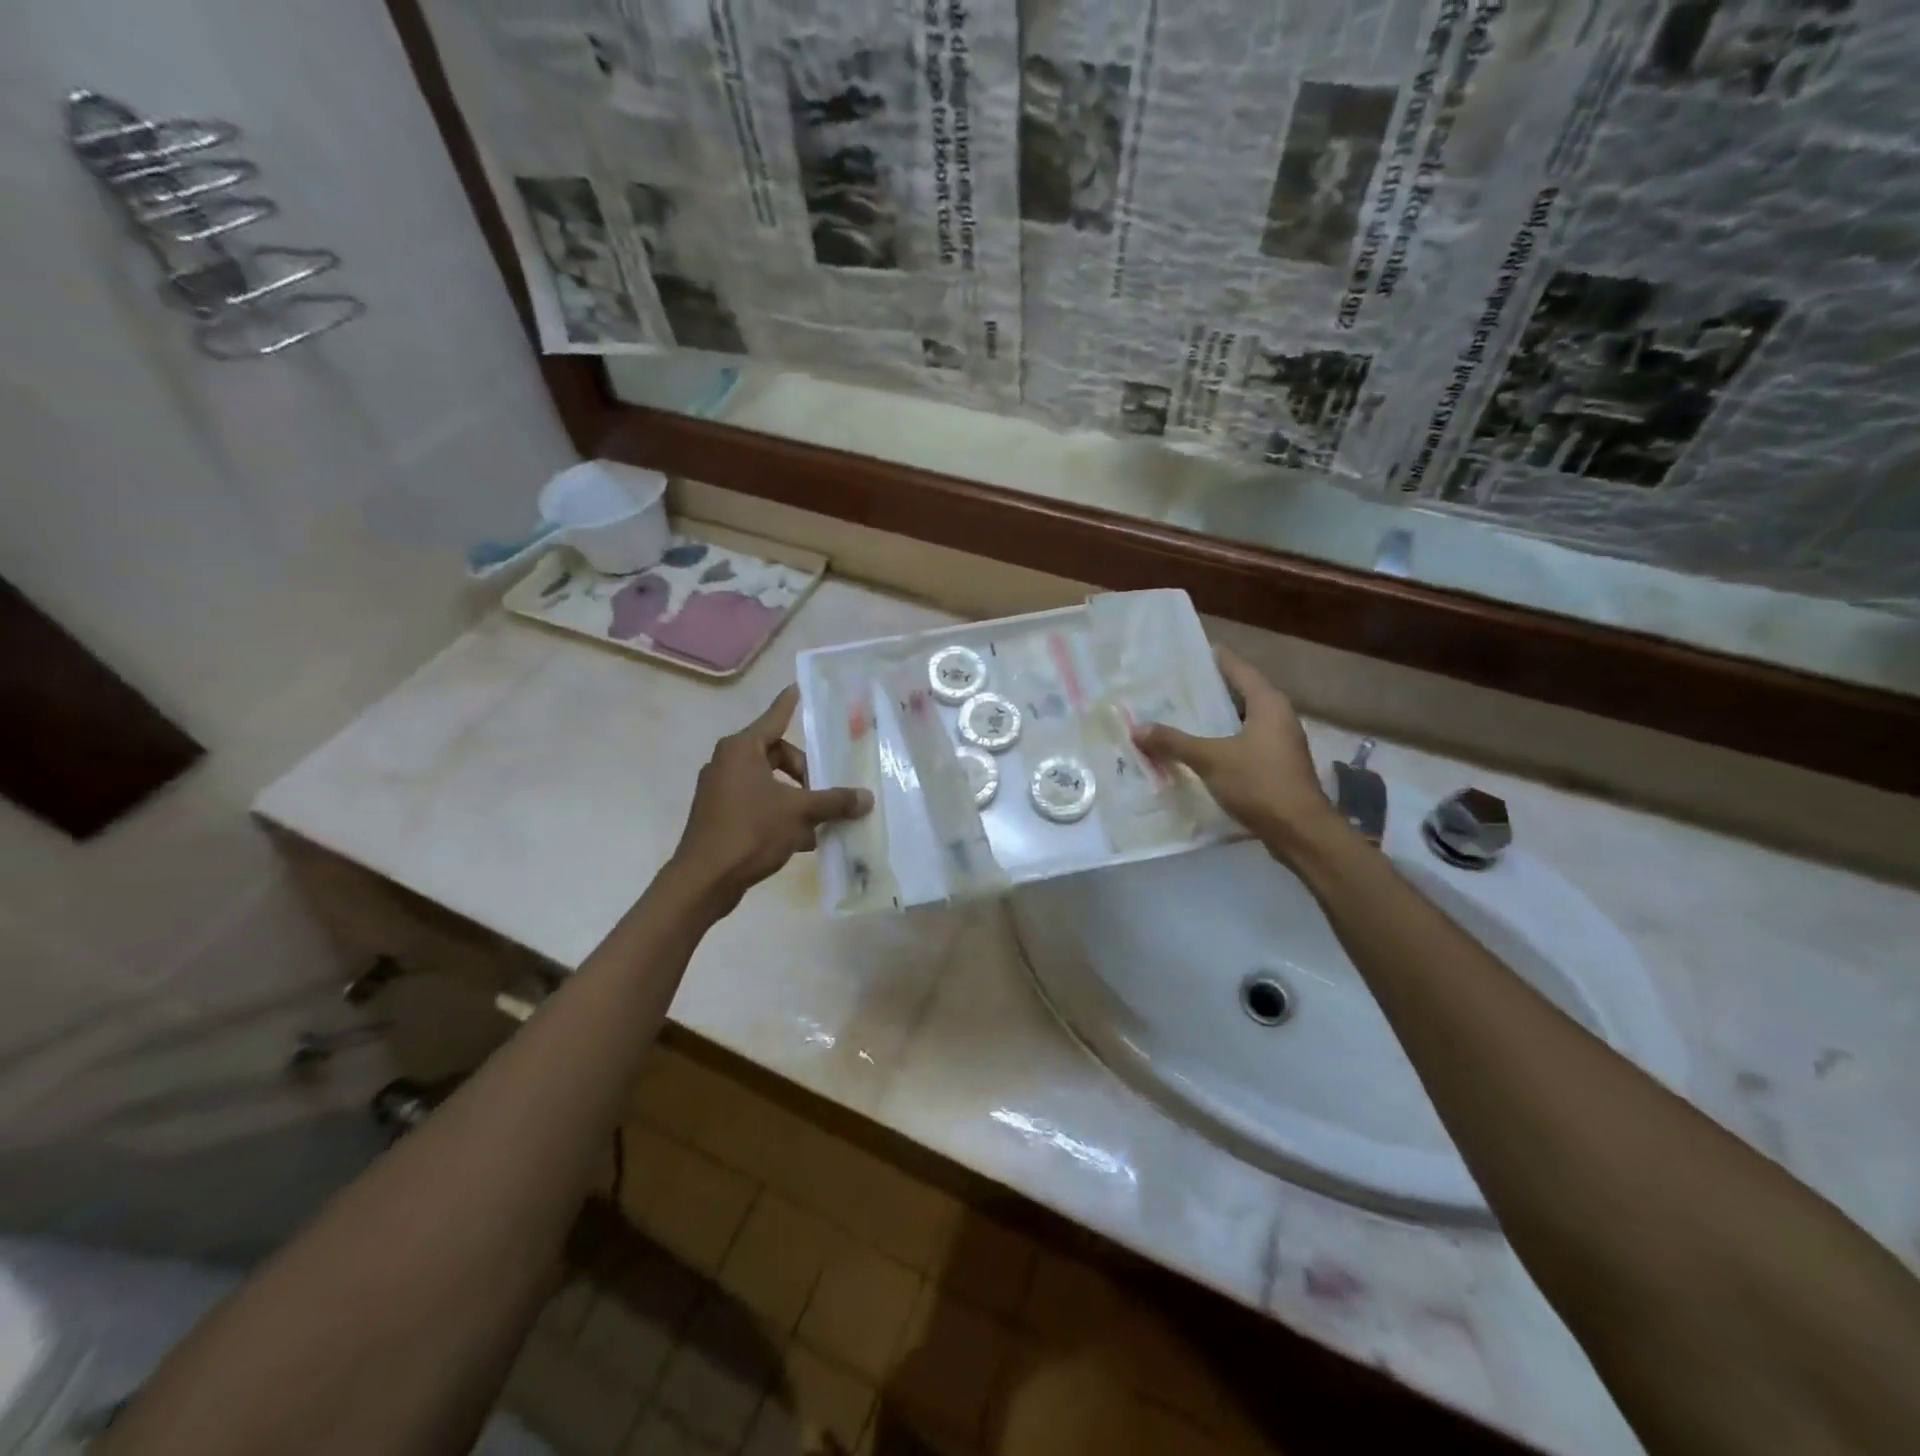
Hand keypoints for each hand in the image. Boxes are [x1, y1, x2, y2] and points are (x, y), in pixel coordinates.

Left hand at [668, 686, 871, 912]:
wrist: (704, 879)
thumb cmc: (751, 832)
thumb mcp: (799, 813)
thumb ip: (834, 801)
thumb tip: (866, 798)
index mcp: (741, 749)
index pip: (774, 718)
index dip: (789, 704)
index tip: (797, 687)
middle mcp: (727, 762)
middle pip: (776, 755)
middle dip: (804, 773)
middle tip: (824, 793)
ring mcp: (719, 790)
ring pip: (768, 783)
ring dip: (795, 798)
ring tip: (818, 821)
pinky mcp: (718, 815)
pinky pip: (757, 803)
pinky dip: (779, 813)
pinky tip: (801, 839)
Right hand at [1131, 645, 1340, 857]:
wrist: (1300, 832)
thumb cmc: (1259, 783)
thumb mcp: (1211, 759)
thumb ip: (1174, 742)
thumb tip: (1138, 728)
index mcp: (1268, 703)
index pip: (1237, 668)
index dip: (1213, 659)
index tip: (1186, 653)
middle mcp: (1277, 717)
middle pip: (1238, 694)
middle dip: (1206, 691)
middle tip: (1170, 686)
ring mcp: (1278, 743)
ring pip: (1238, 721)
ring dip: (1211, 720)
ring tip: (1176, 716)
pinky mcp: (1275, 766)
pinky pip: (1241, 744)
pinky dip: (1219, 742)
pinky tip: (1195, 751)